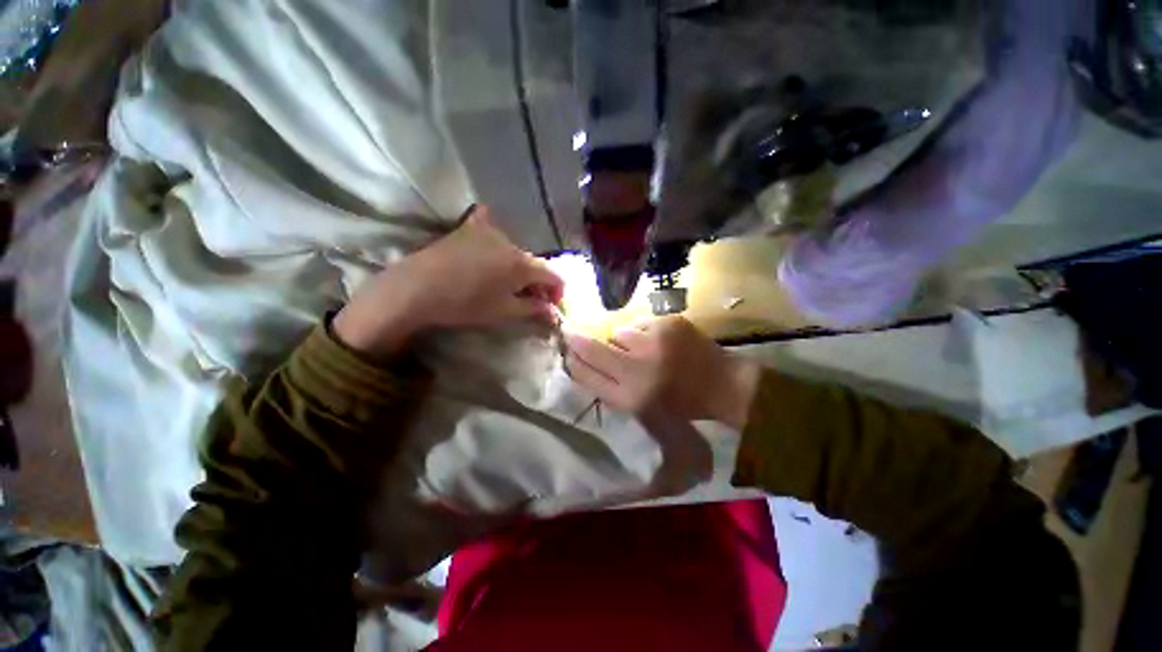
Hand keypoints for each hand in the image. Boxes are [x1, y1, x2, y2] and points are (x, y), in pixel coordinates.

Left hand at [333, 207, 562, 358]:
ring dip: (516, 266)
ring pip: (513, 250)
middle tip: (527, 299)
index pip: (553, 275)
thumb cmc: (466, 304)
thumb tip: (553, 312)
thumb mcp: (504, 311)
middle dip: (536, 282)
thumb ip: (533, 309)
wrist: (418, 288)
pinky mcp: (468, 228)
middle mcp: (512, 243)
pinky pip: (488, 225)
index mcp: (523, 264)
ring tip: (504, 281)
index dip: (557, 292)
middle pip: (534, 263)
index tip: (550, 306)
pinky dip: (493, 234)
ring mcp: (489, 231)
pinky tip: (488, 241)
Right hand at [564, 316, 760, 430]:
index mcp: (630, 396)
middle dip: (577, 339)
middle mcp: (638, 368)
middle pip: (592, 347)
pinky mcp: (669, 323)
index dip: (572, 360)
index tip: (566, 351)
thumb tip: (580, 362)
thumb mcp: (641, 408)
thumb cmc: (680, 404)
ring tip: (642, 349)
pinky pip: (641, 324)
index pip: (585, 373)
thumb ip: (609, 387)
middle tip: (569, 332)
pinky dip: (644, 333)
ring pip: (618, 332)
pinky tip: (660, 342)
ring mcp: (655, 341)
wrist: (722, 384)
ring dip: (622, 340)